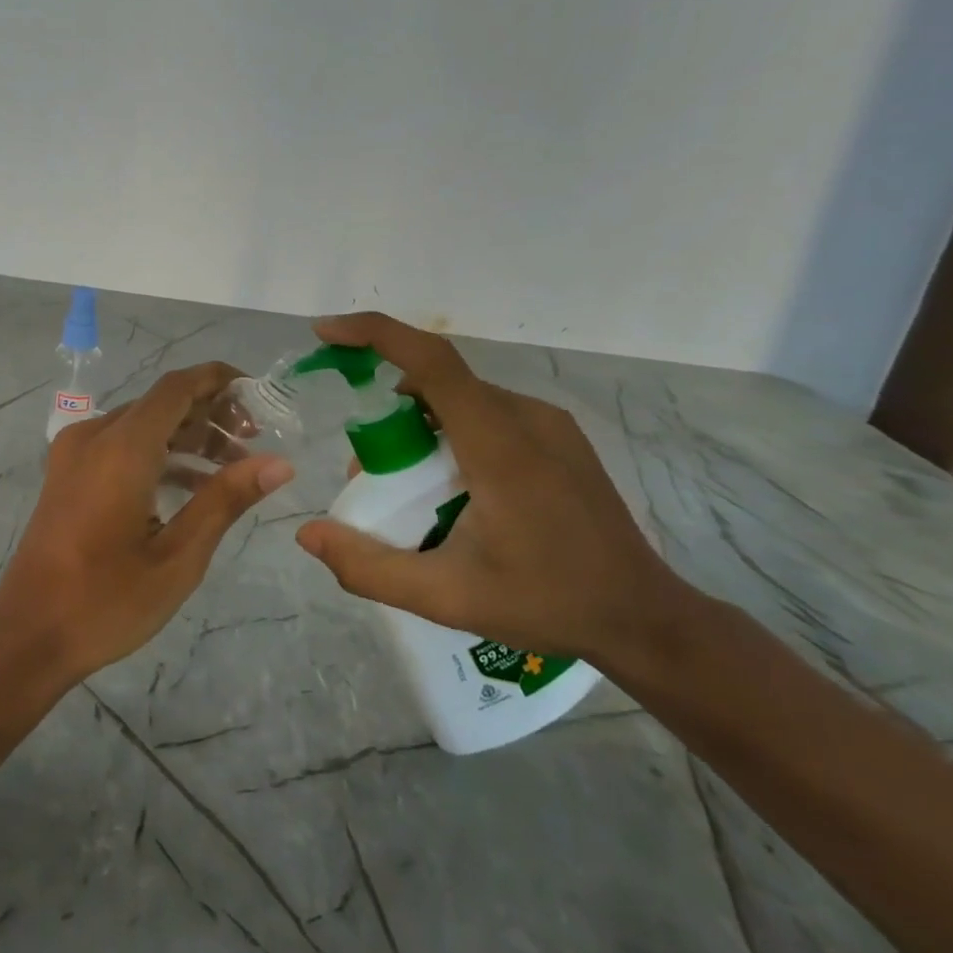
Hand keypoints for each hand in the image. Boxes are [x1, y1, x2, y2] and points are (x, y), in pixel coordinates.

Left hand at [0, 363, 293, 688]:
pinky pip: (119, 446)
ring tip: (232, 466)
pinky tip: (190, 485)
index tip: (260, 396)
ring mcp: (73, 454)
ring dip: (185, 436)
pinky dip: (156, 453)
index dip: (219, 381)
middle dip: (209, 413)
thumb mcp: (178, 556)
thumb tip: (279, 463)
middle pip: (160, 403)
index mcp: (121, 448)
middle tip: (254, 441)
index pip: (177, 387)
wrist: (28, 635)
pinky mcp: (66, 474)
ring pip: (140, 424)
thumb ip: (225, 500)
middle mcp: (93, 436)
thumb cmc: (106, 601)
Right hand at [294, 313, 679, 663]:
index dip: (374, 335)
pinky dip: (450, 434)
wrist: (645, 619)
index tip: (326, 333)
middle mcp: (526, 418)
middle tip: (372, 476)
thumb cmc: (546, 604)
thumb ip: (368, 567)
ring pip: (460, 399)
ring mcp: (549, 424)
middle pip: (435, 384)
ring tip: (414, 491)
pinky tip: (455, 490)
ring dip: (419, 427)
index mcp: (500, 446)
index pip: (431, 363)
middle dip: (387, 415)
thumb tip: (307, 533)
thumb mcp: (445, 597)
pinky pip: (486, 413)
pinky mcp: (559, 437)